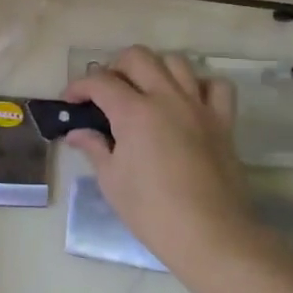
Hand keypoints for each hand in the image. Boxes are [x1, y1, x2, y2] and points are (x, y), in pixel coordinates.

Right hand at [63, 47, 259, 277]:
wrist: (210, 236)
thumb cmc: (152, 212)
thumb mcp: (112, 181)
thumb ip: (94, 147)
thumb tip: (76, 133)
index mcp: (134, 112)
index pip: (100, 82)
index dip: (79, 86)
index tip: (69, 100)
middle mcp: (167, 98)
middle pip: (138, 57)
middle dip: (114, 67)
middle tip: (105, 92)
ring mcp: (198, 107)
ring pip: (176, 62)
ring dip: (155, 69)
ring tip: (144, 90)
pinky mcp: (223, 122)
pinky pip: (216, 86)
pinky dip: (200, 86)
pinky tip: (187, 101)